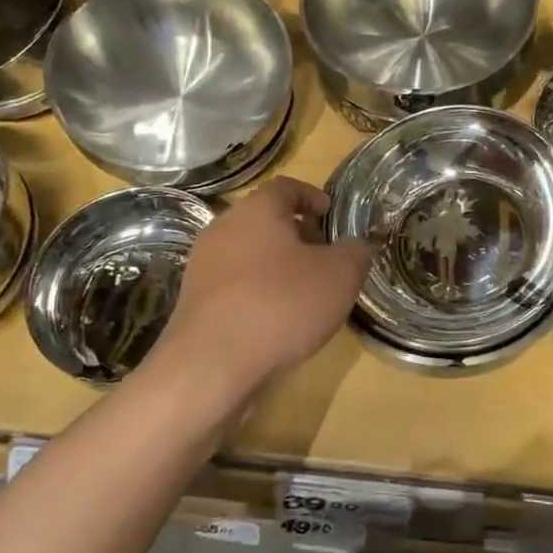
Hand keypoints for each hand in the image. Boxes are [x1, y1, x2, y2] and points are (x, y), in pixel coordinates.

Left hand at [157, 177, 371, 394]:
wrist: (212, 365)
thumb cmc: (281, 304)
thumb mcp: (340, 276)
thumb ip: (355, 253)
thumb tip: (358, 247)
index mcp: (256, 210)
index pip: (285, 187)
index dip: (311, 197)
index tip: (330, 213)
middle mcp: (223, 229)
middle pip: (264, 220)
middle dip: (296, 234)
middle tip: (324, 254)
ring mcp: (203, 267)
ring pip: (248, 254)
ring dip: (276, 266)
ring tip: (305, 291)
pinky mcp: (195, 302)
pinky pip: (234, 286)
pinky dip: (257, 292)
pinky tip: (277, 320)